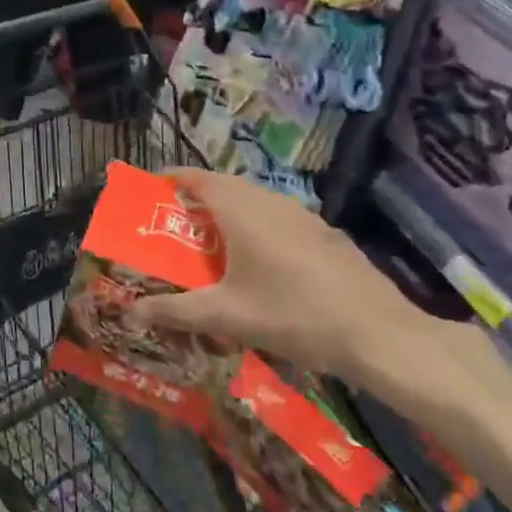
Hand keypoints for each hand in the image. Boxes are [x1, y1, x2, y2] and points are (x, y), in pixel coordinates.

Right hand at [131, 169, 436, 384]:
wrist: (379, 334)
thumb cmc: (293, 315)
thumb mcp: (227, 316)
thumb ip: (176, 310)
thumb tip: (131, 312)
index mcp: (241, 210)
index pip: (196, 177)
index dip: (171, 179)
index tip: (150, 190)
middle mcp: (270, 201)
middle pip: (224, 187)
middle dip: (197, 200)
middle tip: (176, 225)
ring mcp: (303, 216)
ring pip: (255, 202)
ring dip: (229, 214)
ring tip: (212, 244)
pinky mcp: (325, 234)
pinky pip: (279, 219)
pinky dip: (258, 228)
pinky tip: (261, 265)